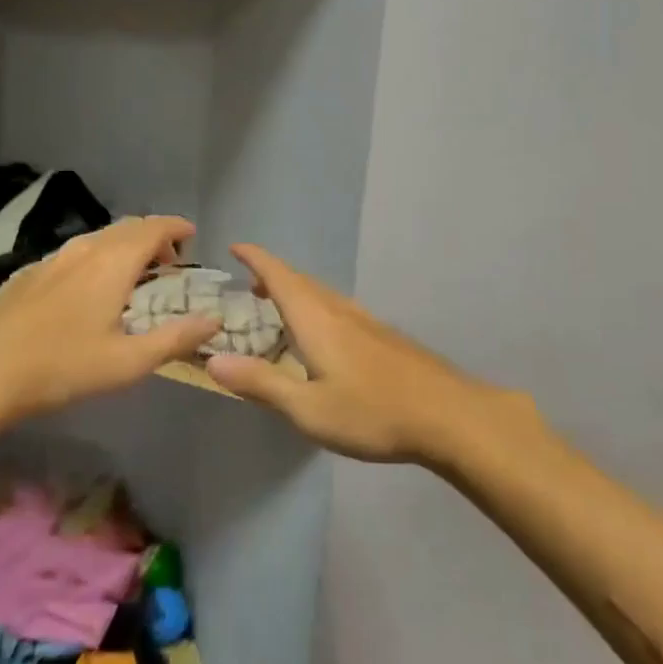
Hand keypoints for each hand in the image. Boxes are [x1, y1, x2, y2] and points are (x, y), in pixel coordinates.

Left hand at [0, 216, 220, 425]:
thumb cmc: (62, 367)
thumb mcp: (128, 362)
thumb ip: (176, 339)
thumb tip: (215, 319)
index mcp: (113, 262)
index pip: (154, 227)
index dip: (177, 227)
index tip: (192, 236)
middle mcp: (84, 249)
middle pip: (127, 227)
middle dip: (153, 237)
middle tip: (168, 263)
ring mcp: (52, 258)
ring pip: (98, 238)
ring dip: (124, 247)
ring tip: (133, 276)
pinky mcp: (29, 273)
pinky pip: (75, 252)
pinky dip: (96, 258)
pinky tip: (89, 290)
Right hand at [205, 244, 522, 465]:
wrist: (448, 416)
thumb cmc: (372, 413)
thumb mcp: (307, 408)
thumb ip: (260, 383)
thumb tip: (213, 359)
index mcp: (316, 320)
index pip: (280, 276)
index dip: (256, 259)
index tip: (236, 247)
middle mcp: (341, 311)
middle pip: (302, 281)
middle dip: (273, 276)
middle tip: (250, 285)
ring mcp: (368, 322)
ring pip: (324, 295)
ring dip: (298, 292)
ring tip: (281, 308)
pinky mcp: (386, 338)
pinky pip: (341, 310)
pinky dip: (319, 309)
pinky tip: (326, 337)